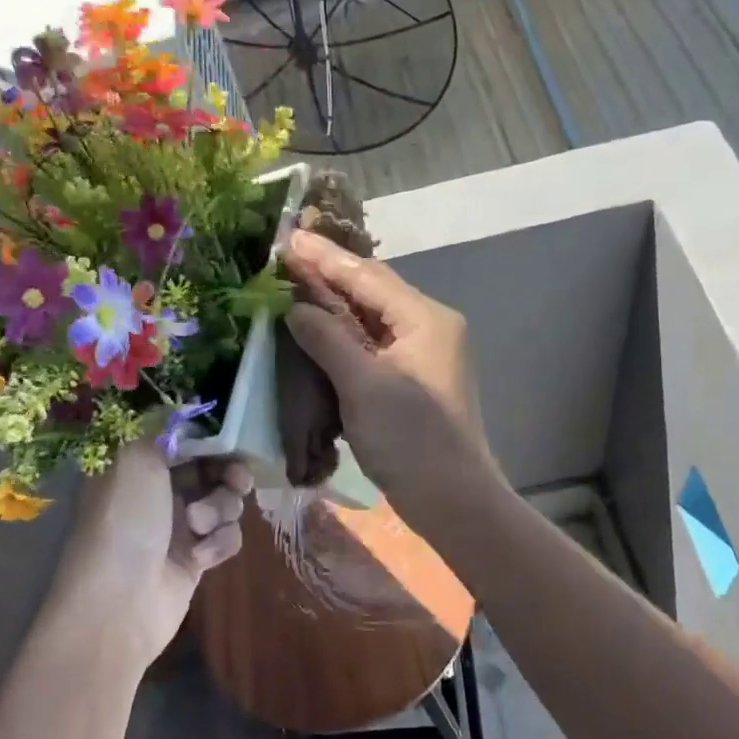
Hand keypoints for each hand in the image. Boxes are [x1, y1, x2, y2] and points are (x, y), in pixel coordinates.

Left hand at [45, 441, 250, 673]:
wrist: (119, 605)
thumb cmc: (125, 523)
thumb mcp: (135, 460)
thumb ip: (164, 427)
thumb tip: (184, 405)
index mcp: (138, 465)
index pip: (185, 439)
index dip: (211, 438)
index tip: (231, 440)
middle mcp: (158, 492)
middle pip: (211, 469)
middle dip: (227, 474)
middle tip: (236, 481)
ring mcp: (178, 526)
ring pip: (223, 502)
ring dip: (220, 510)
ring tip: (199, 528)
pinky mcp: (196, 559)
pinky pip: (226, 537)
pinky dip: (219, 544)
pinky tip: (202, 558)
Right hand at [282, 229, 498, 515]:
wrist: (453, 500)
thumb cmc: (411, 440)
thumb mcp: (363, 386)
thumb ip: (327, 339)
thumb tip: (295, 307)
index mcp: (426, 319)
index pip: (368, 276)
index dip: (325, 258)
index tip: (287, 238)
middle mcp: (429, 327)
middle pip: (372, 292)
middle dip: (329, 276)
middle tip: (285, 258)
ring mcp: (424, 354)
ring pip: (372, 319)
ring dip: (334, 306)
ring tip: (294, 287)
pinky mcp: (414, 379)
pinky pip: (375, 345)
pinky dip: (345, 336)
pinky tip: (318, 332)